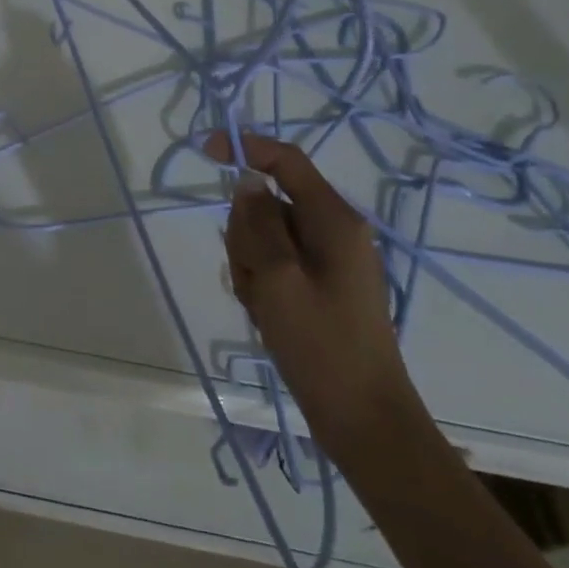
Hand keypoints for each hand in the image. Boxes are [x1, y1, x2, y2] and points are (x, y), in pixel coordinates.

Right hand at [203, 130, 419, 462]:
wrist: (364, 420)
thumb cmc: (322, 346)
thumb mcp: (278, 279)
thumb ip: (258, 223)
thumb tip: (247, 180)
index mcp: (334, 219)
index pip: (285, 161)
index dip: (245, 147)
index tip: (205, 151)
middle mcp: (334, 230)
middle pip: (268, 202)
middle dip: (245, 232)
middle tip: (252, 277)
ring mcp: (327, 259)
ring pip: (265, 235)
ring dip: (250, 263)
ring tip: (262, 304)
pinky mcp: (319, 284)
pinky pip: (274, 263)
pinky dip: (261, 282)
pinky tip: (268, 315)